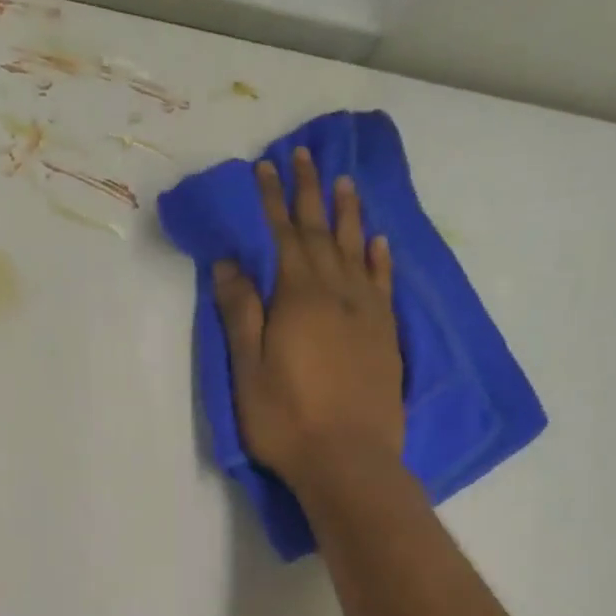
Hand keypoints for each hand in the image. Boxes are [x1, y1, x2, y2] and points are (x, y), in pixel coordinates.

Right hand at [213, 147, 403, 495]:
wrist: (350, 460)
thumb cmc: (287, 420)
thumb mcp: (248, 370)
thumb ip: (240, 313)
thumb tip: (230, 263)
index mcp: (297, 299)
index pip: (282, 237)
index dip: (272, 201)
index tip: (265, 166)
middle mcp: (337, 294)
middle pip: (321, 233)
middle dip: (309, 193)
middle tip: (303, 155)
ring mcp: (367, 314)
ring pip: (357, 250)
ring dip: (348, 214)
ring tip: (344, 182)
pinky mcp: (386, 336)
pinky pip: (384, 283)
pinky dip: (380, 257)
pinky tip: (379, 241)